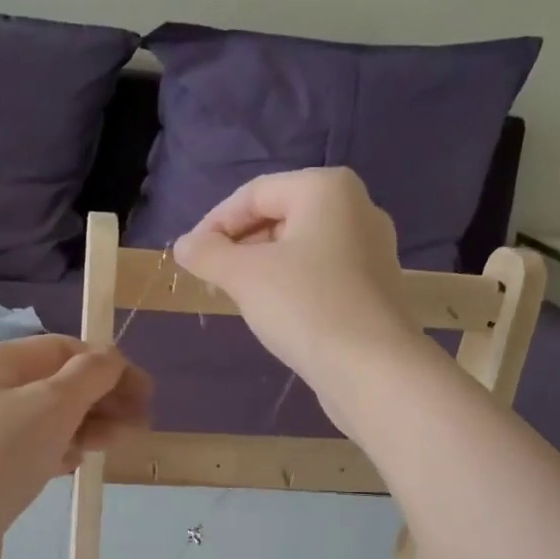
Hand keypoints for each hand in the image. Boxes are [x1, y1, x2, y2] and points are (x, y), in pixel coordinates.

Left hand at [0, 335, 151, 533]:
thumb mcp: (52, 403)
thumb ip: (90, 375)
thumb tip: (112, 358)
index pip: (62, 349)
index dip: (107, 365)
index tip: (145, 393)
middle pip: (56, 383)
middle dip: (102, 398)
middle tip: (140, 424)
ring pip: (48, 418)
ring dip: (88, 425)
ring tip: (119, 444)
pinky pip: (34, 448)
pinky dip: (62, 449)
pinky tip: (78, 462)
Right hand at [173, 168, 423, 408]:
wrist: (373, 369)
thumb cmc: (306, 306)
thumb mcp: (244, 276)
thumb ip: (207, 254)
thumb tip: (184, 246)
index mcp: (326, 189)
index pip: (253, 194)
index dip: (214, 223)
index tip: (190, 258)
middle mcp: (357, 208)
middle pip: (279, 217)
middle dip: (239, 246)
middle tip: (211, 280)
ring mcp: (371, 250)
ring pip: (300, 248)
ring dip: (262, 268)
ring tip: (238, 298)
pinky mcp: (374, 287)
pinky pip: (321, 274)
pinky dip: (291, 285)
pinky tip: (276, 314)